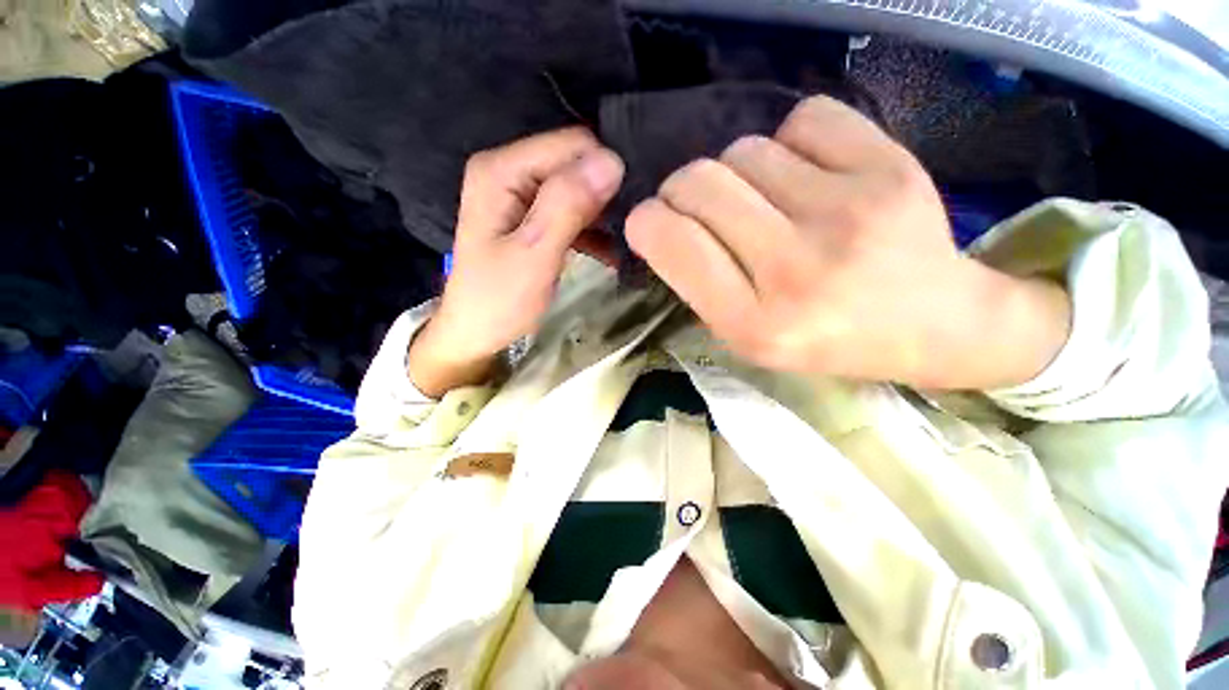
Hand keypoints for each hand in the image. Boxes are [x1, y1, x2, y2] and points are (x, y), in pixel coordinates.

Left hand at [409, 128, 624, 396]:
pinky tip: (611, 252)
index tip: (629, 207)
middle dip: (606, 193)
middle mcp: (509, 171)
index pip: (571, 144)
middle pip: (574, 163)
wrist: (477, 334)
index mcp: (502, 170)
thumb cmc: (500, 300)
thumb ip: (567, 205)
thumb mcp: (534, 254)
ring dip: (603, 214)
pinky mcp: (531, 218)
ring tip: (627, 242)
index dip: (604, 170)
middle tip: (632, 228)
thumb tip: (612, 161)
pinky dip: (593, 230)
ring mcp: (520, 195)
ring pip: (577, 188)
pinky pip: (571, 212)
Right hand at [626, 96, 1069, 389]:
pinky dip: (790, 141)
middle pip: (701, 181)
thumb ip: (698, 284)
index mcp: (753, 322)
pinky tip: (805, 173)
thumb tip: (664, 222)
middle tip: (700, 207)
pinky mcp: (890, 167)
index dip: (647, 220)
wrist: (933, 324)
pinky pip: (804, 119)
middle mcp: (795, 269)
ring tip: (762, 200)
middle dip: (683, 188)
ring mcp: (847, 213)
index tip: (651, 221)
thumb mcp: (744, 338)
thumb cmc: (823, 339)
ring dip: (737, 171)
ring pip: (745, 148)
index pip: (673, 242)